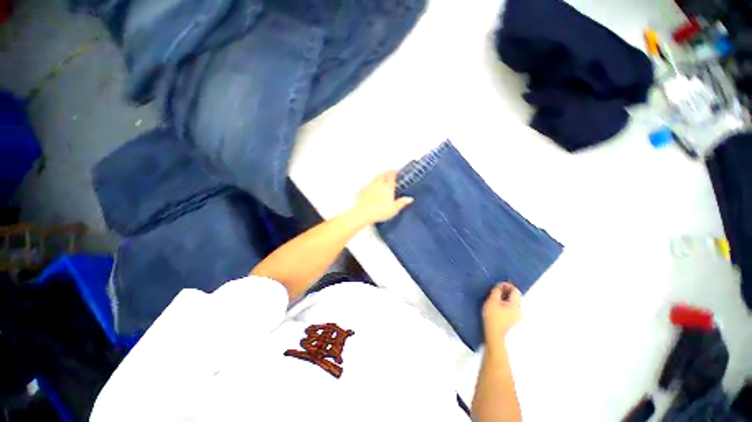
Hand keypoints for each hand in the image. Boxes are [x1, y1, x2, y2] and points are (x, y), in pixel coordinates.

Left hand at [348, 170, 413, 224]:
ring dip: (380, 175)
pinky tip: (372, 183)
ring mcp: (371, 187)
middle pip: (383, 175)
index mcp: (388, 188)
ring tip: (382, 174)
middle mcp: (379, 185)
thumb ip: (402, 203)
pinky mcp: (364, 191)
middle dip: (387, 172)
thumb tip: (410, 199)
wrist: (364, 213)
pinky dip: (373, 181)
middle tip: (389, 170)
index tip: (396, 170)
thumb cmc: (380, 211)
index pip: (391, 177)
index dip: (394, 172)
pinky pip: (370, 183)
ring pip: (376, 177)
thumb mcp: (394, 209)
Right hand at [482, 282, 521, 344]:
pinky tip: (497, 305)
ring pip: (512, 302)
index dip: (508, 285)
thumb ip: (497, 291)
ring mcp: (517, 316)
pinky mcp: (513, 320)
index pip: (516, 291)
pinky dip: (505, 303)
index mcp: (516, 305)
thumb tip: (501, 285)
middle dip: (506, 291)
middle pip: (515, 296)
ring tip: (495, 297)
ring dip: (505, 297)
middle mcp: (519, 310)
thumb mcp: (492, 301)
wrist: (493, 333)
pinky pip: (510, 307)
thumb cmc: (492, 316)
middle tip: (495, 290)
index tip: (498, 285)